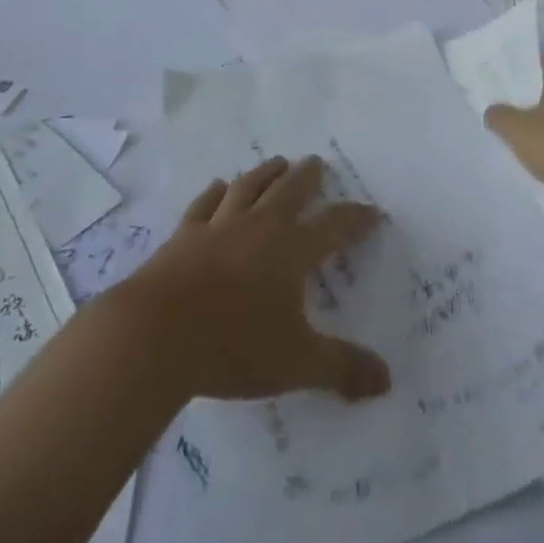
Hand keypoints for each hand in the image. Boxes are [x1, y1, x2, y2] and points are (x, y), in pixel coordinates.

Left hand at [111, 156, 391, 403]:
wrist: (157, 333)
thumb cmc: (233, 346)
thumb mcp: (296, 364)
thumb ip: (341, 369)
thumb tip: (387, 380)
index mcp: (291, 251)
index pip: (334, 226)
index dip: (355, 219)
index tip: (372, 212)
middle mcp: (259, 227)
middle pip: (289, 191)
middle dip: (307, 177)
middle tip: (317, 162)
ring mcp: (219, 226)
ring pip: (249, 187)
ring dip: (266, 173)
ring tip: (277, 162)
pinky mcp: (185, 235)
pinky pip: (205, 204)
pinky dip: (214, 193)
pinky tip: (218, 186)